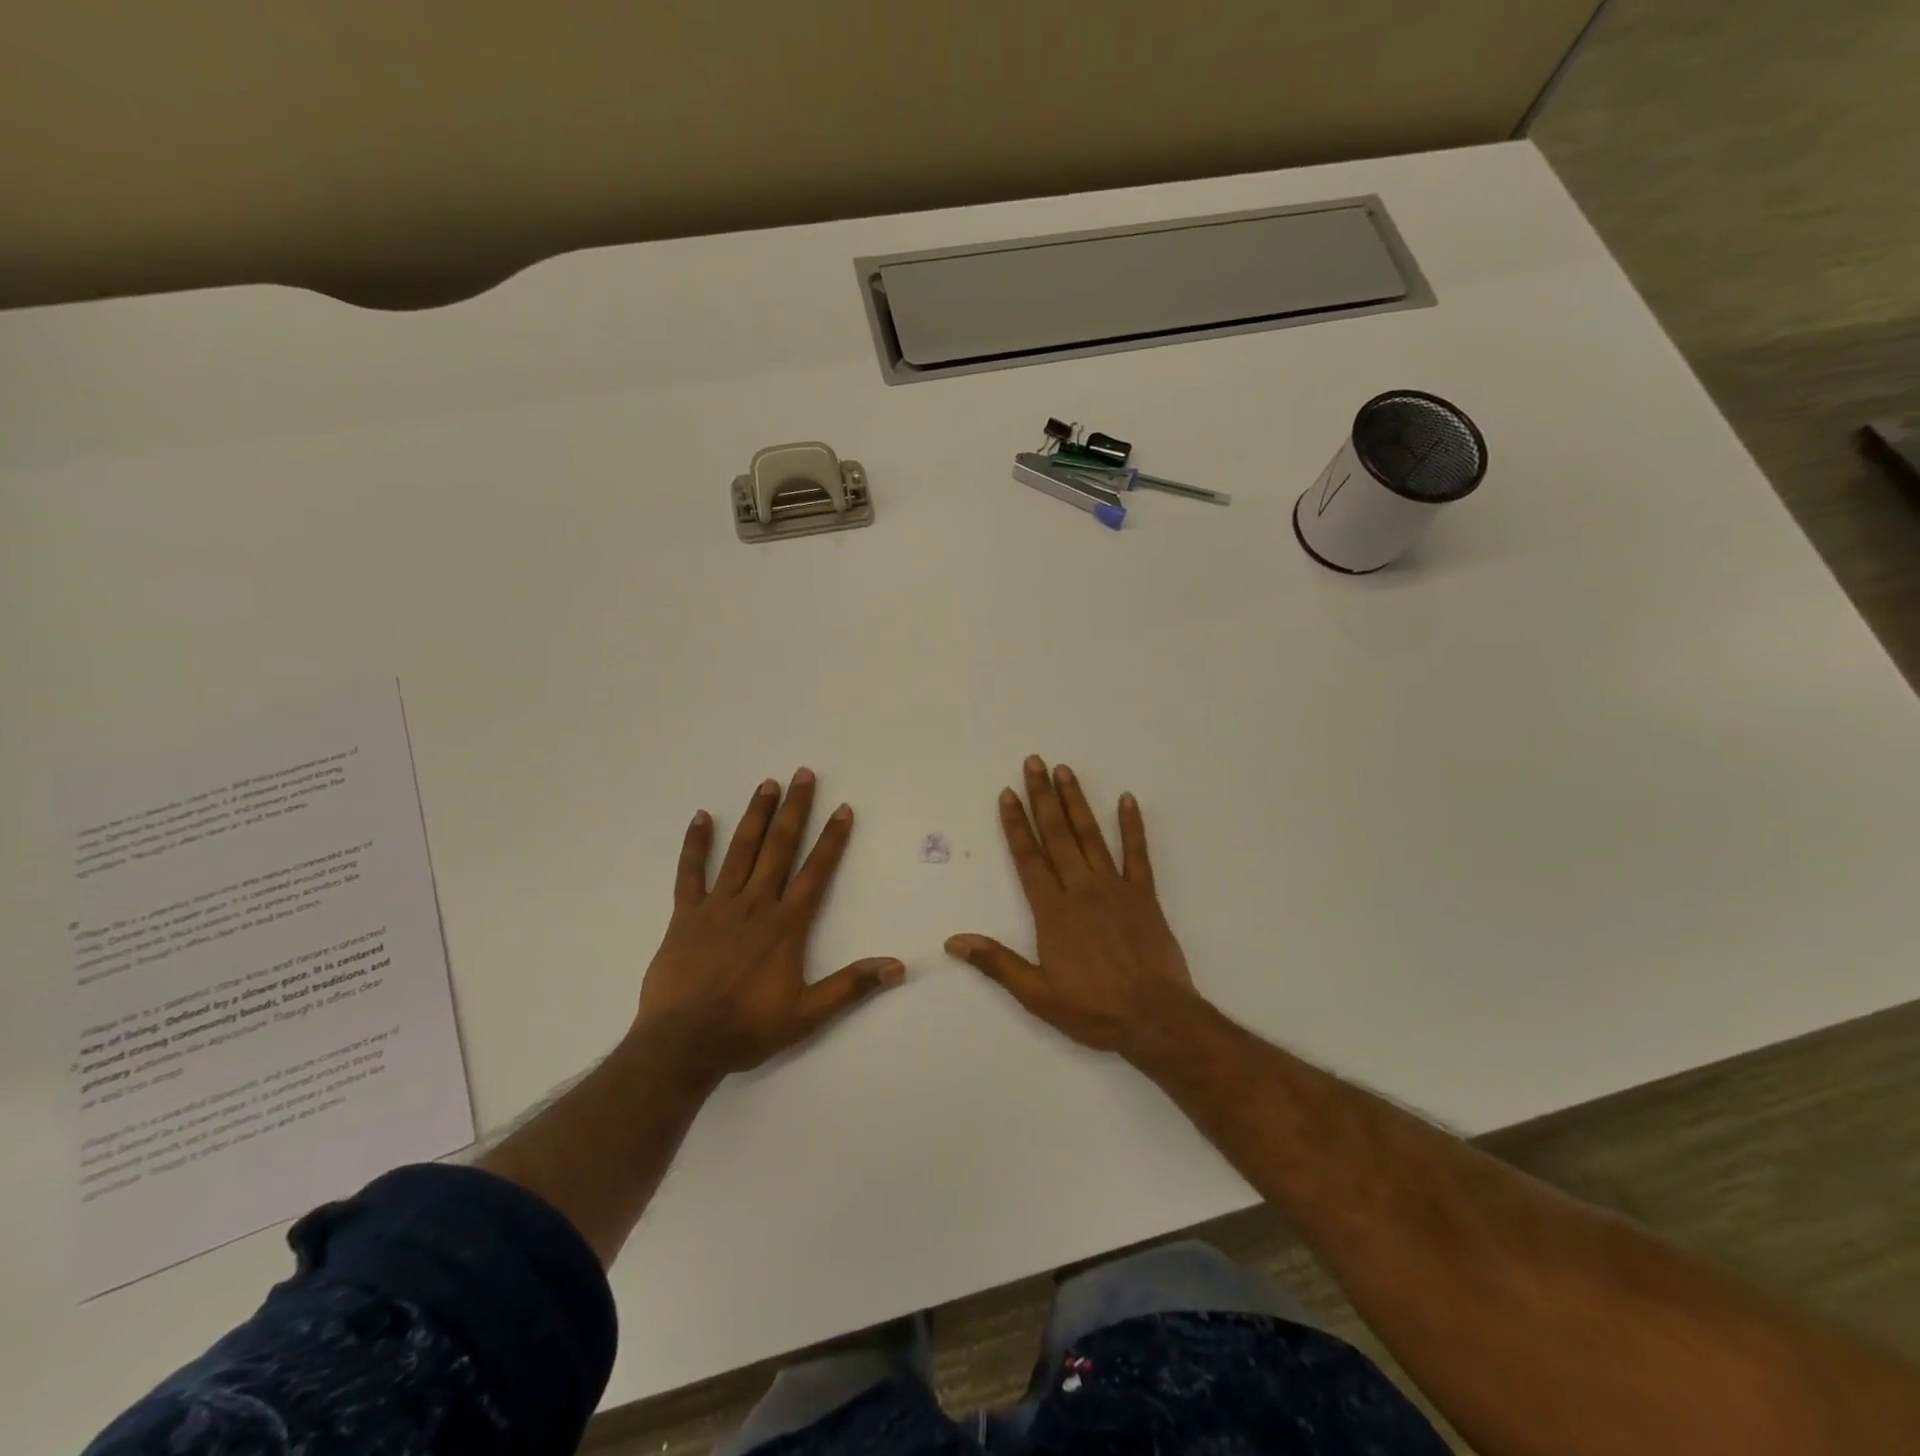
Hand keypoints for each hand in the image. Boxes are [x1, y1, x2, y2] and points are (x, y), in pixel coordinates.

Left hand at [634, 768, 903, 1080]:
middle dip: (794, 810)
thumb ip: (851, 987)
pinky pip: (690, 873)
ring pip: (740, 851)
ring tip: (767, 784)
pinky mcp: (686, 915)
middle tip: (803, 775)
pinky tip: (702, 817)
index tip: (842, 809)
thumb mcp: (807, 1015)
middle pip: (778, 848)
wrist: (682, 1045)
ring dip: (756, 816)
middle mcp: (755, 905)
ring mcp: (717, 906)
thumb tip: (897, 967)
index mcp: (785, 925)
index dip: (831, 840)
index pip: (815, 872)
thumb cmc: (747, 1028)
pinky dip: (696, 844)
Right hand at [945, 756, 1198, 1057]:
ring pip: (1091, 836)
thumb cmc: (1093, 1009)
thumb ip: (997, 963)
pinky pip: (1138, 854)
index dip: (1015, 824)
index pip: (1028, 858)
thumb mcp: (1037, 994)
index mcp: (1052, 911)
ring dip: (1076, 801)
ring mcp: (1115, 888)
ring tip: (1065, 771)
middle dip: (1042, 797)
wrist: (1156, 1018)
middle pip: (1057, 835)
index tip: (1007, 794)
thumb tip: (954, 942)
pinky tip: (1128, 800)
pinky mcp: (1144, 895)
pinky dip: (1133, 826)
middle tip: (1033, 763)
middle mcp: (1081, 889)